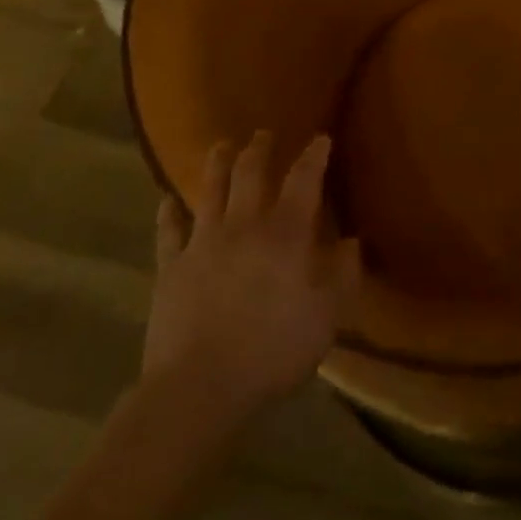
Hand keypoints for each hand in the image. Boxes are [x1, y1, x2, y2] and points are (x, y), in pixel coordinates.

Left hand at [140, 131, 359, 427]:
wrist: (200, 385)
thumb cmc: (273, 349)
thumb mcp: (327, 317)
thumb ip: (344, 275)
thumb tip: (354, 242)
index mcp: (286, 233)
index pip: (304, 180)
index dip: (314, 156)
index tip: (320, 139)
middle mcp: (244, 225)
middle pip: (251, 173)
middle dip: (260, 149)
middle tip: (263, 134)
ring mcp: (203, 242)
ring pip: (209, 190)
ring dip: (217, 163)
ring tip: (221, 146)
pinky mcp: (170, 267)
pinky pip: (168, 231)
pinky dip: (167, 213)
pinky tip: (166, 201)